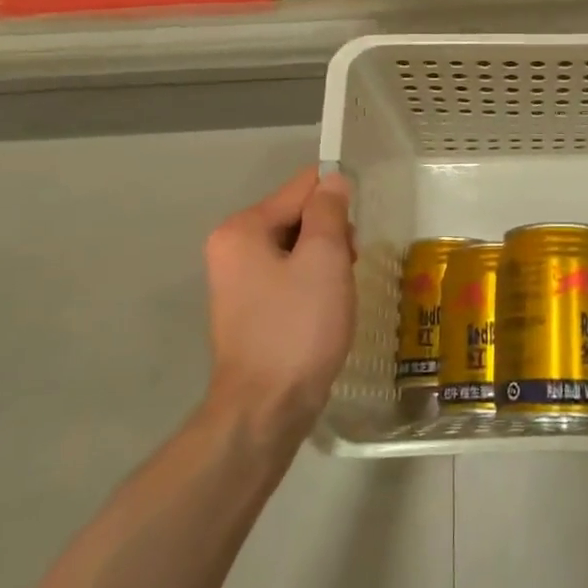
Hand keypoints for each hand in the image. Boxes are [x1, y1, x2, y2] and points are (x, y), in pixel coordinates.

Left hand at [203, 165, 355, 439]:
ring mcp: (238, 280)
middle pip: (298, 215)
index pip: (302, 187)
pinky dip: (312, 283)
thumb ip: (329, 211)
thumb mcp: (324, 258)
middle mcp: (232, 247)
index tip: (354, 236)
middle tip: (346, 269)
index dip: (337, 201)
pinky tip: (325, 309)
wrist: (267, 407)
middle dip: (331, 234)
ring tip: (338, 294)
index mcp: (242, 228)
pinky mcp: (250, 308)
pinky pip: (289, 275)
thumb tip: (333, 180)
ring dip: (325, 261)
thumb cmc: (298, 326)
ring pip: (297, 247)